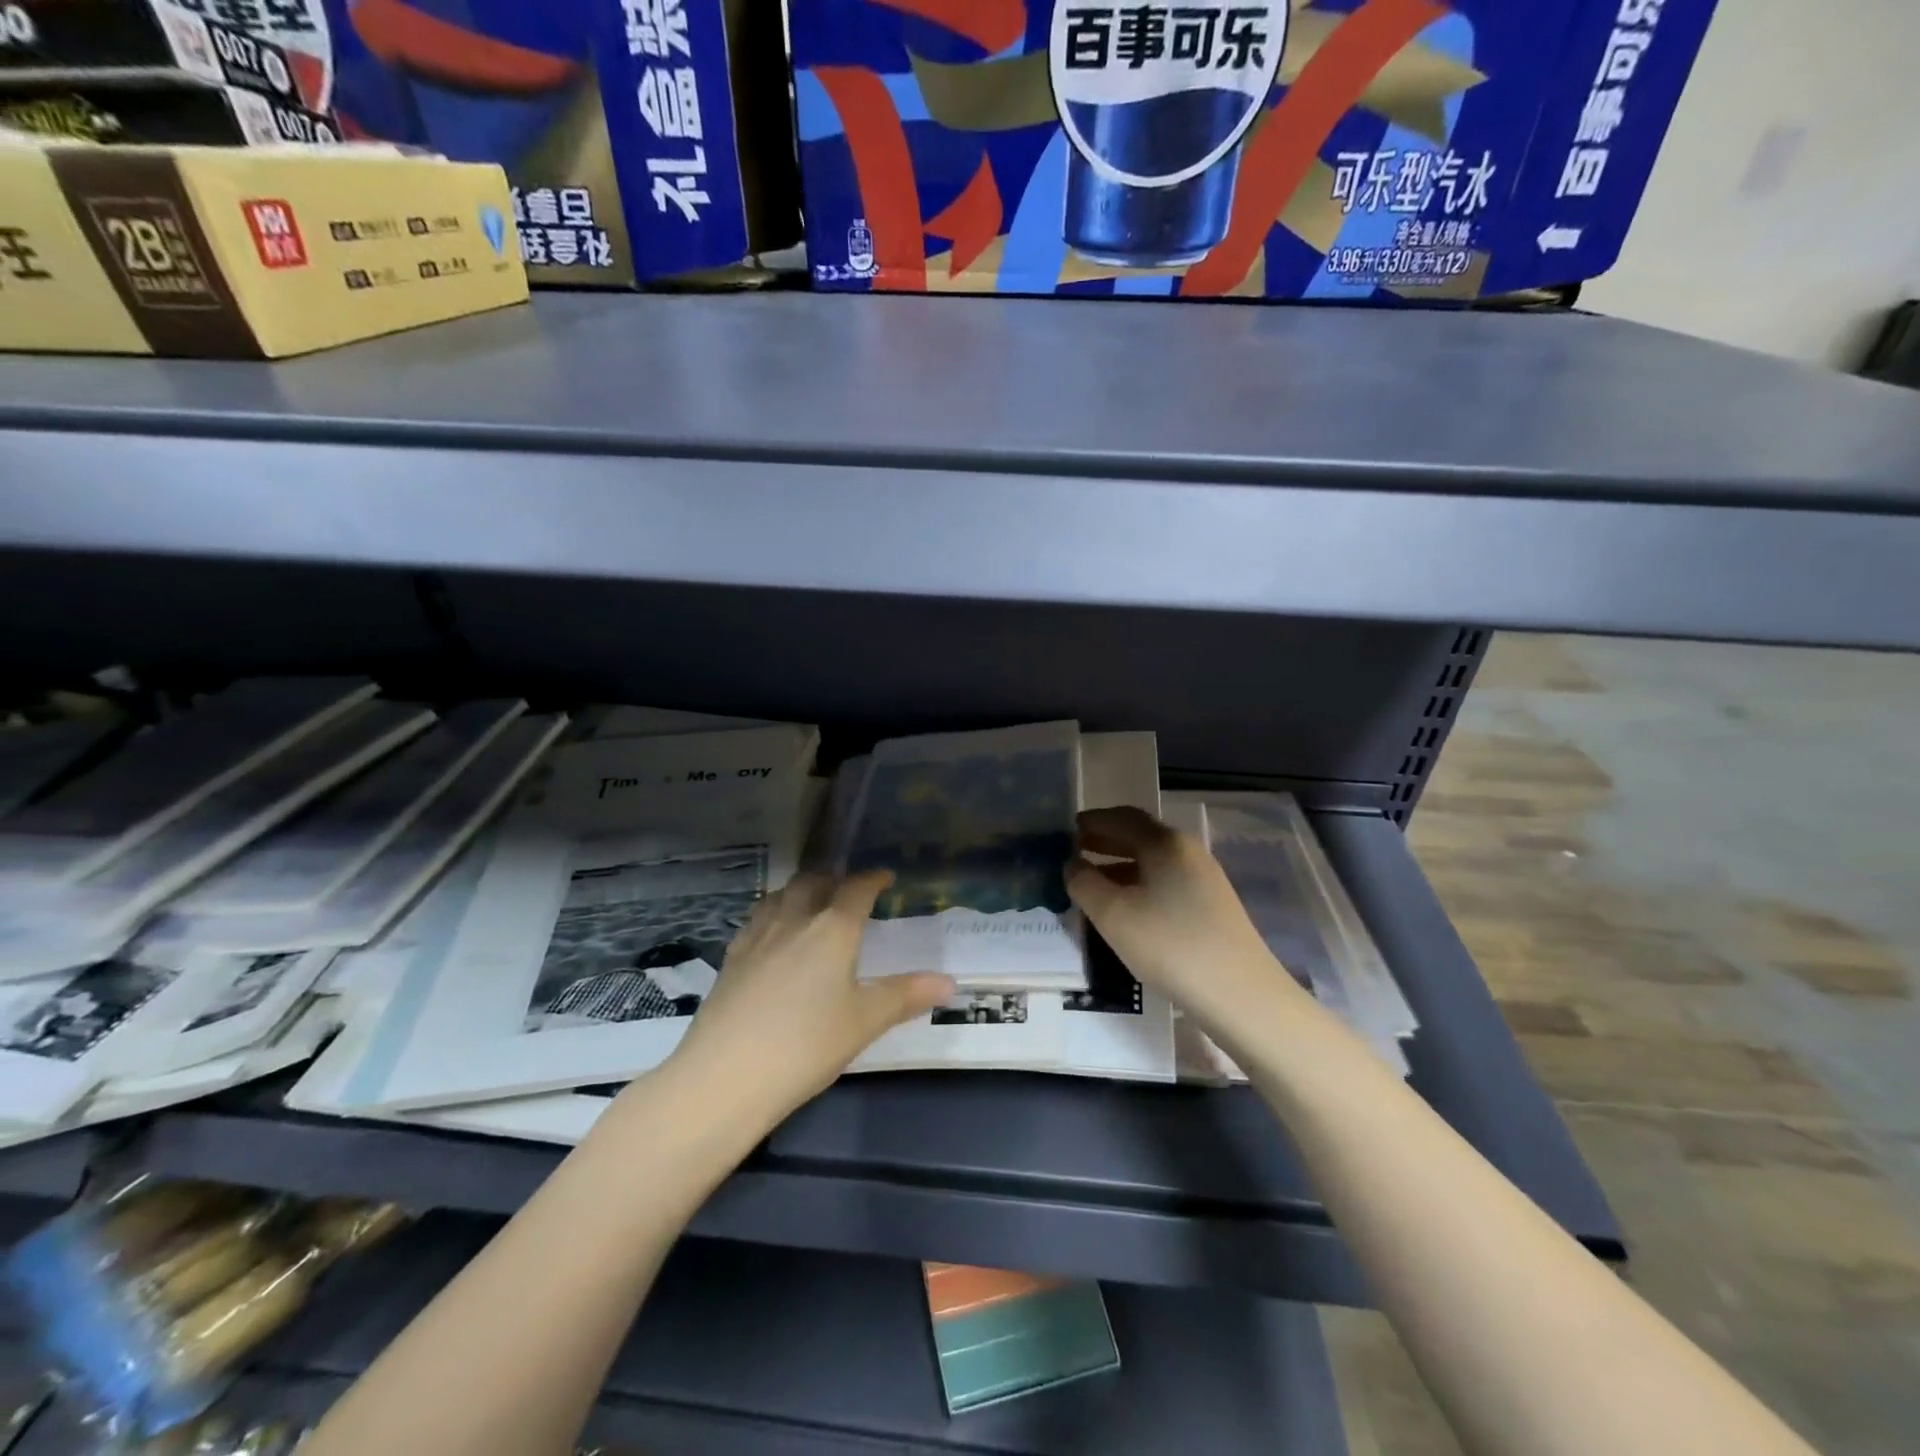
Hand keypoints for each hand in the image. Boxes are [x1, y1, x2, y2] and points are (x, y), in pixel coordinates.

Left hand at [671, 871, 954, 1120]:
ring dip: (800, 890)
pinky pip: (757, 918)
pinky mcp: (731, 958)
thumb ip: (906, 996)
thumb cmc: (806, 1045)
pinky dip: (773, 913)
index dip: (873, 879)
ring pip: (780, 895)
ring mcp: (757, 936)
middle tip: (847, 890)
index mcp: (832, 929)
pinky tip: (773, 935)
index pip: (856, 889)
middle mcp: (794, 920)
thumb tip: (951, 983)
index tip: (885, 877)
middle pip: (813, 882)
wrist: (724, 1076)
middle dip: (834, 879)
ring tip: (811, 903)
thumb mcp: (864, 1022)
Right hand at [1067, 807, 1294, 1031]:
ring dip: (1120, 865)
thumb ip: (1083, 882)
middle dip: (1106, 841)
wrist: (1240, 994)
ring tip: (1093, 882)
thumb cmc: (1170, 944)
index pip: (1123, 817)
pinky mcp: (1211, 906)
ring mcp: (1204, 879)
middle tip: (1075, 851)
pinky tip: (1126, 908)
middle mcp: (1188, 851)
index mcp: (1165, 842)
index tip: (1067, 829)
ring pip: (1153, 862)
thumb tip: (1072, 864)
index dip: (1093, 820)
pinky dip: (1139, 884)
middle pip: (1140, 836)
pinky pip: (1166, 882)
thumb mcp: (1112, 914)